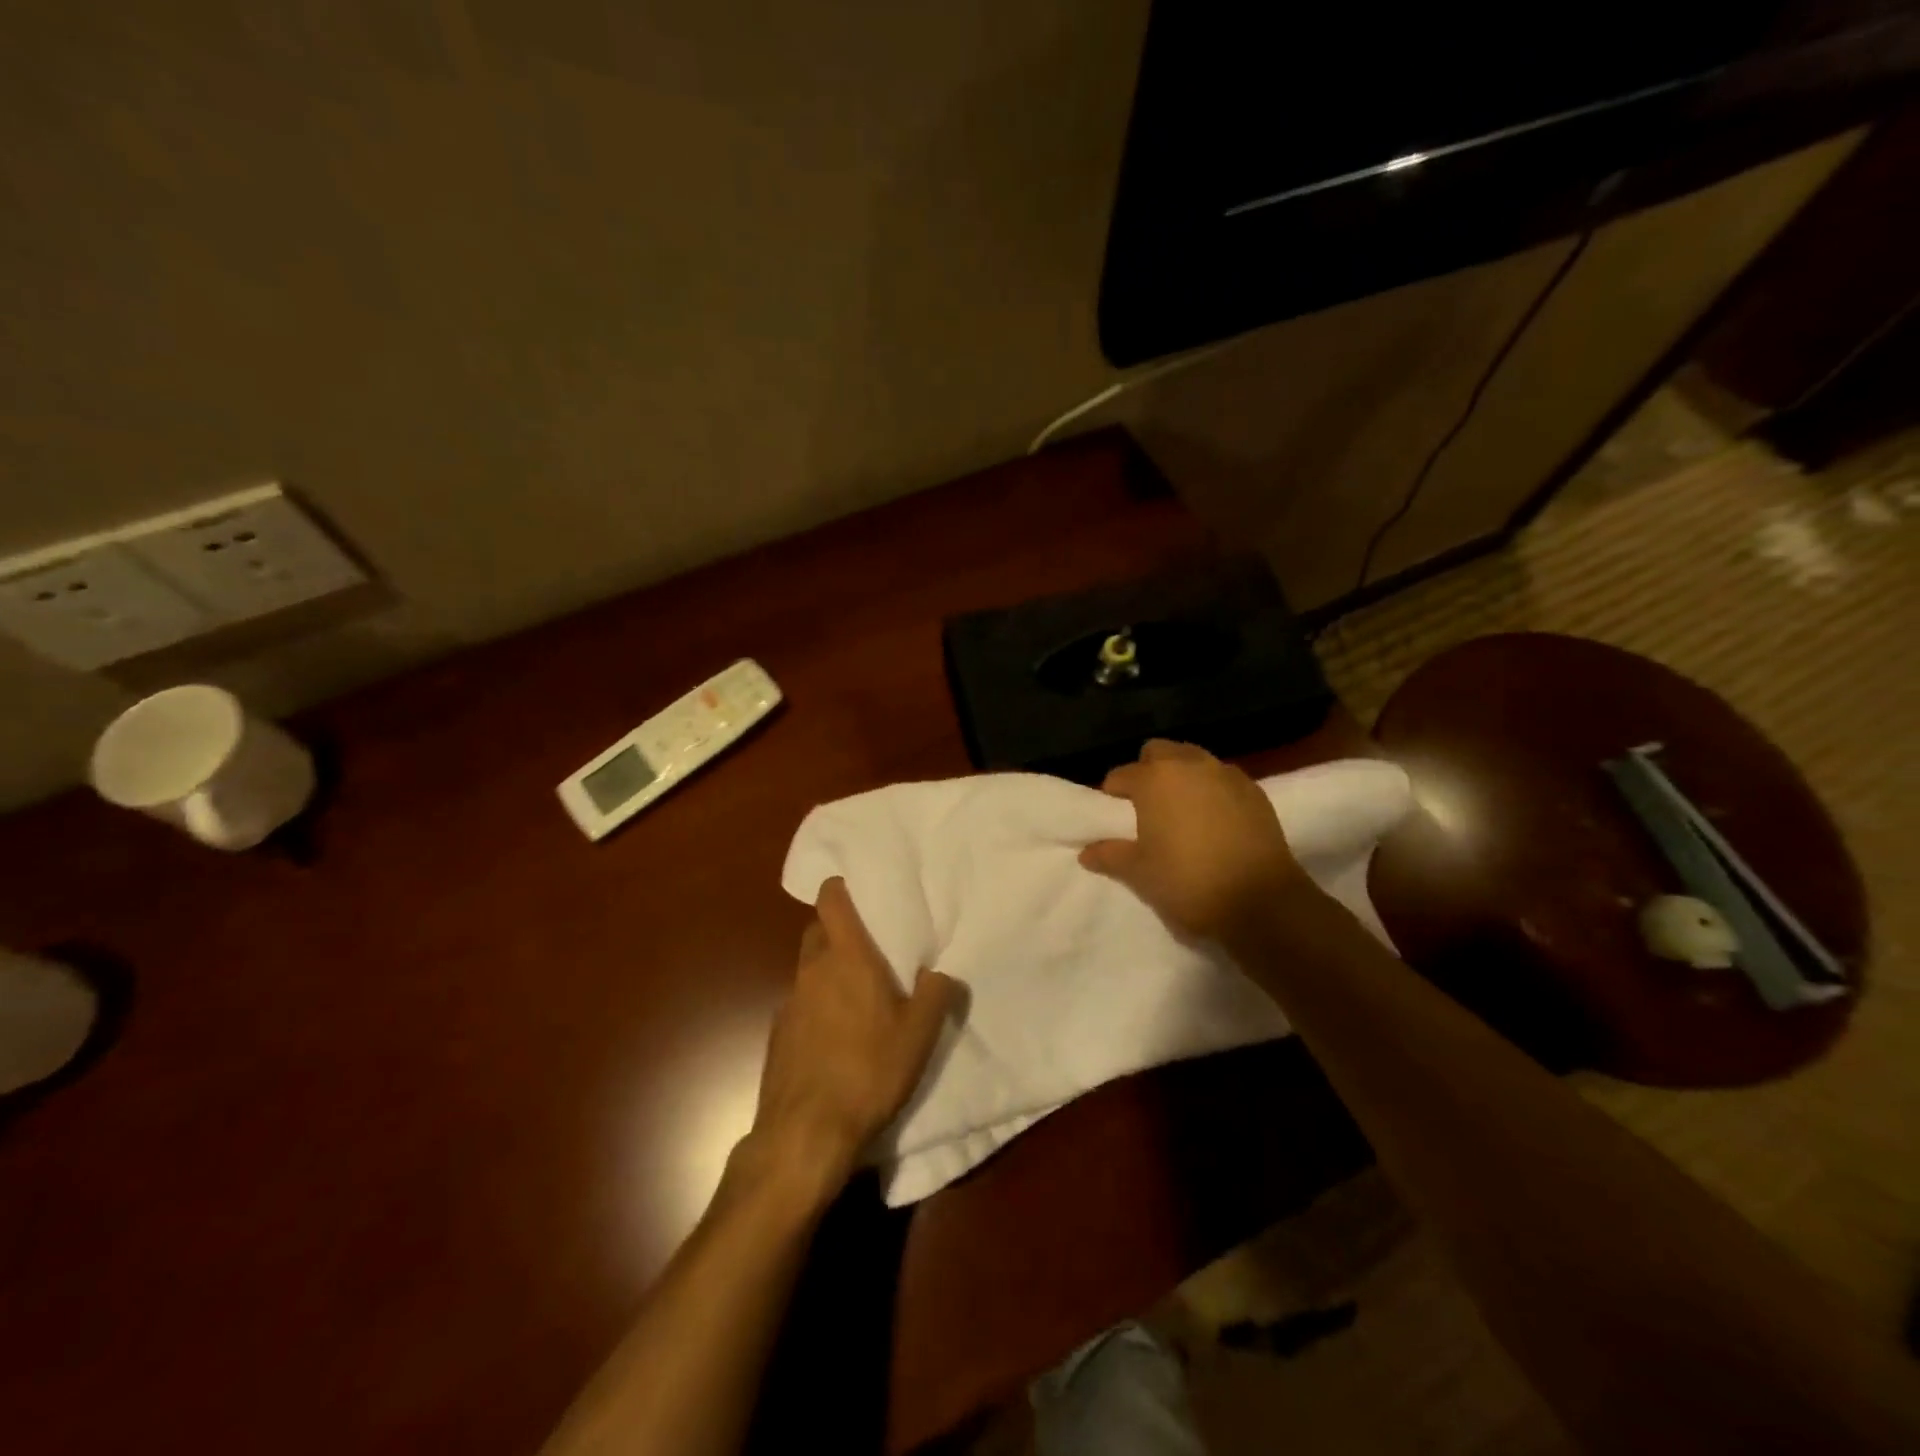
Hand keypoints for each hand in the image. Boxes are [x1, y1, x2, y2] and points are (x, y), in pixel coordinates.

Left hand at [744, 878, 958, 1196]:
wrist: (805, 1132)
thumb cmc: (869, 1070)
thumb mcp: (919, 1034)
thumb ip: (936, 994)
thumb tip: (943, 971)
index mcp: (847, 957)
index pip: (831, 899)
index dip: (840, 888)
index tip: (859, 891)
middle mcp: (812, 970)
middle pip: (817, 932)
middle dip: (837, 932)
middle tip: (868, 951)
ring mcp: (789, 1002)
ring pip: (808, 970)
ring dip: (827, 974)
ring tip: (856, 1001)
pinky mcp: (776, 1035)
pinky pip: (799, 1006)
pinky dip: (815, 1009)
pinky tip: (834, 1040)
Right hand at [1079, 739, 1304, 941]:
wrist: (1260, 901)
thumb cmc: (1188, 882)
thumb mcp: (1140, 873)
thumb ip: (1110, 856)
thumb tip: (1086, 852)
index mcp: (1154, 779)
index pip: (1121, 775)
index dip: (1112, 794)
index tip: (1113, 815)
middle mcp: (1189, 765)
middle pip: (1159, 752)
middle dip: (1148, 770)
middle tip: (1146, 805)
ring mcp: (1226, 774)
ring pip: (1194, 760)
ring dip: (1182, 776)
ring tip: (1181, 810)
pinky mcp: (1255, 791)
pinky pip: (1223, 778)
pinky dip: (1212, 790)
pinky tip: (1214, 819)